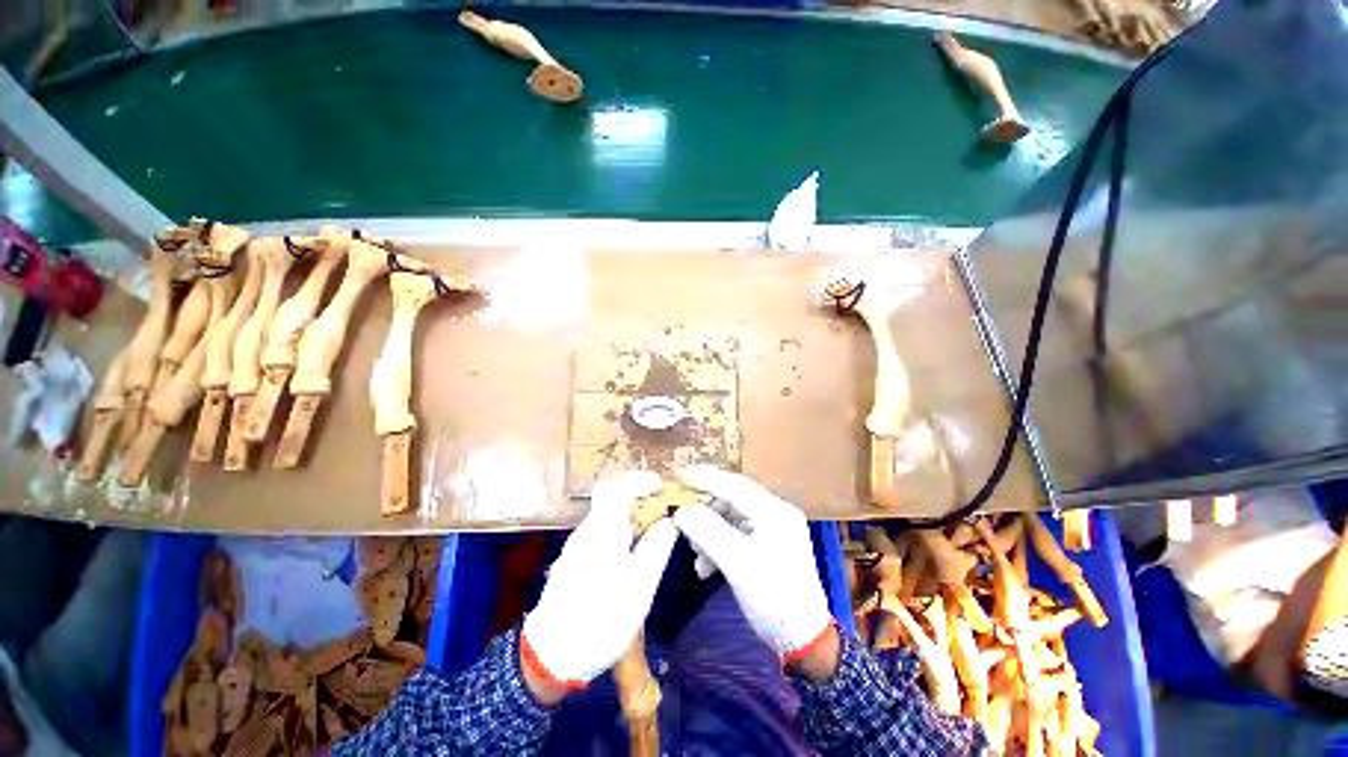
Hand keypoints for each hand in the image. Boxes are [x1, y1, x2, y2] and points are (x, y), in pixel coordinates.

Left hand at [521, 471, 677, 697]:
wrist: (550, 658)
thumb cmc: (599, 621)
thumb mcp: (638, 586)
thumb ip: (656, 547)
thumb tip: (669, 521)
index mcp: (602, 530)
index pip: (616, 486)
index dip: (641, 481)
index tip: (664, 489)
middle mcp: (588, 530)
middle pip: (615, 499)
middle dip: (643, 499)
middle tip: (667, 513)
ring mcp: (580, 545)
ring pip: (611, 516)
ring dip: (635, 516)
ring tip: (657, 533)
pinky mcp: (578, 560)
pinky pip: (606, 532)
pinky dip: (625, 532)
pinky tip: (636, 554)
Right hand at [672, 466, 834, 665]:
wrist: (804, 641)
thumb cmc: (773, 600)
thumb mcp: (737, 564)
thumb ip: (707, 532)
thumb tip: (680, 510)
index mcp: (775, 511)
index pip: (734, 484)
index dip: (705, 478)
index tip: (678, 475)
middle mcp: (776, 512)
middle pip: (732, 499)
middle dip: (705, 510)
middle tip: (680, 517)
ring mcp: (774, 528)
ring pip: (732, 517)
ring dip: (709, 531)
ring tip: (694, 553)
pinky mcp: (769, 544)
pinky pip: (737, 533)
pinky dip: (719, 544)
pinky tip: (705, 566)